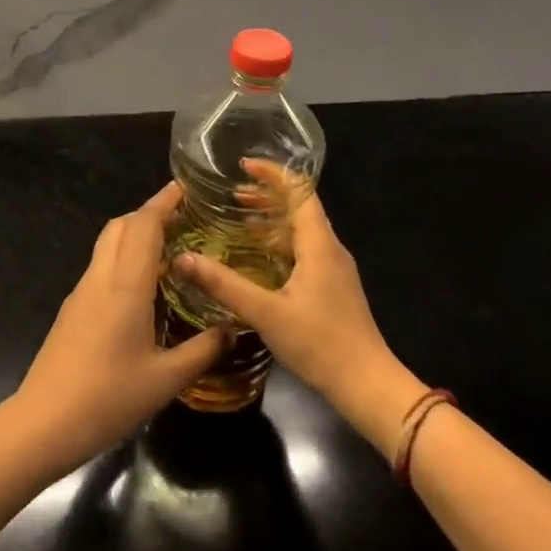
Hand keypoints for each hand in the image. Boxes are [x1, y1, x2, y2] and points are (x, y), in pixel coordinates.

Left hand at [13, 184, 228, 472]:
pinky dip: (122, 259)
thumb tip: (232, 329)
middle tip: (181, 219)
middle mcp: (100, 278)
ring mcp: (81, 292)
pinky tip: (142, 286)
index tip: (183, 188)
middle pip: (120, 226)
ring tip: (168, 249)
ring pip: (106, 245)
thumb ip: (202, 350)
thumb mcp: (167, 379)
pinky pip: (100, 268)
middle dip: (148, 213)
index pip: (143, 226)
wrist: (45, 421)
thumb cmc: (109, 397)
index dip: (163, 202)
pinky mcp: (71, 309)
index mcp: (125, 286)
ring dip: (133, 236)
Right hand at [174, 163, 427, 456]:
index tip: (243, 166)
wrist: (367, 385)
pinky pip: (303, 251)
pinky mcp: (332, 289)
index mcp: (319, 245)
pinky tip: (258, 259)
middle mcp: (330, 250)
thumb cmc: (320, 343)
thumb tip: (183, 258)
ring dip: (272, 220)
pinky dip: (279, 243)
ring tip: (239, 219)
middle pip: (300, 208)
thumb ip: (223, 285)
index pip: (300, 192)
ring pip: (302, 231)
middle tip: (232, 193)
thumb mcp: (265, 312)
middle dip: (268, 195)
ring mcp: (334, 270)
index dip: (273, 174)